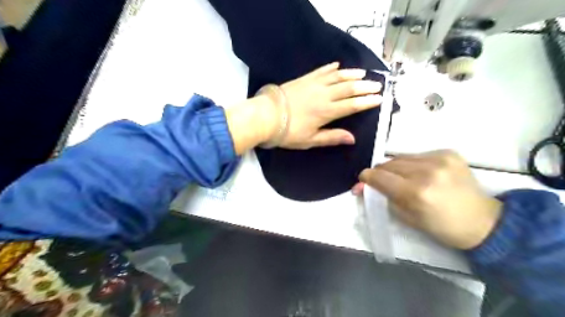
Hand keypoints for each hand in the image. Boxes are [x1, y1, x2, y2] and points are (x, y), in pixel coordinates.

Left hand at [262, 62, 381, 148]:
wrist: (266, 116)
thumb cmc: (288, 132)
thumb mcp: (311, 140)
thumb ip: (332, 137)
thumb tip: (353, 139)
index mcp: (327, 112)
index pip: (352, 105)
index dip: (367, 101)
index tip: (380, 98)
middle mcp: (324, 95)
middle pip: (349, 88)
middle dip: (365, 86)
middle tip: (377, 85)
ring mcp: (314, 84)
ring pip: (338, 76)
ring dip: (352, 74)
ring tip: (363, 73)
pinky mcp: (304, 79)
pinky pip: (321, 70)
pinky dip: (331, 67)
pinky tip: (338, 65)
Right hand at [354, 151, 499, 249]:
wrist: (483, 221)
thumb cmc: (441, 227)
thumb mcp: (407, 218)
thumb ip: (384, 198)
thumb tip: (365, 186)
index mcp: (416, 193)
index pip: (379, 177)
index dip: (366, 178)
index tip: (363, 180)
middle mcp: (426, 171)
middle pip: (388, 164)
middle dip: (380, 173)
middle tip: (382, 182)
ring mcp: (440, 159)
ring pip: (401, 157)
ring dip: (396, 167)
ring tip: (403, 178)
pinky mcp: (449, 153)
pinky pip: (417, 155)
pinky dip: (413, 163)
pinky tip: (421, 173)